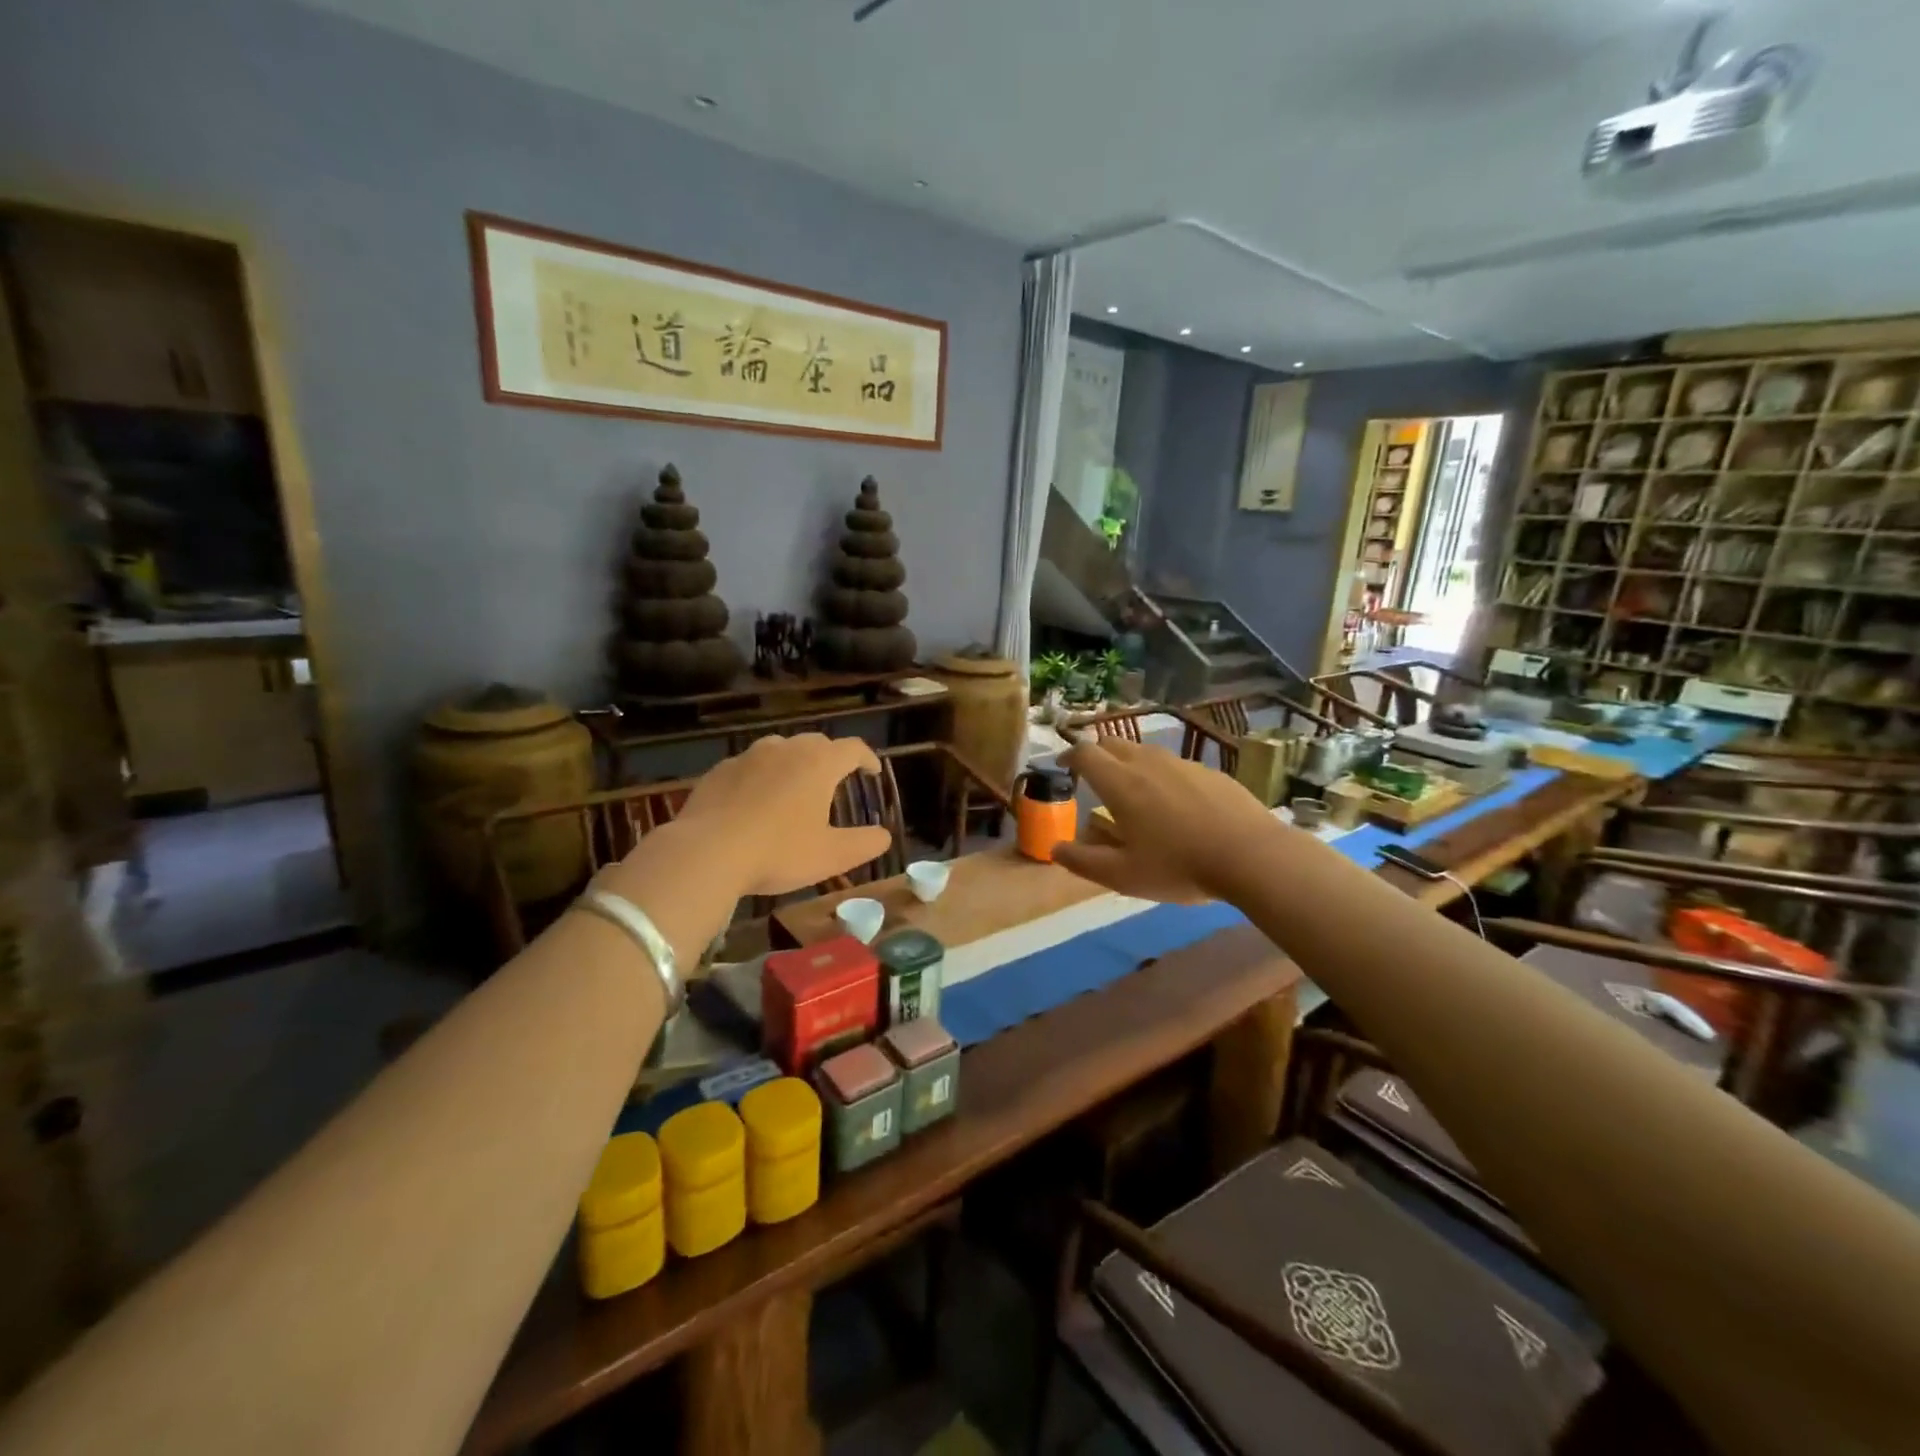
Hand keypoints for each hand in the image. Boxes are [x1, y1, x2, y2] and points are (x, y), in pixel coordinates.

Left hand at [663, 733, 891, 896]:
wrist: (706, 853)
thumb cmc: (778, 852)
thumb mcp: (831, 856)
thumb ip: (864, 843)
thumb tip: (884, 836)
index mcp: (819, 764)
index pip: (853, 748)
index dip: (867, 758)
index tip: (872, 771)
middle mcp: (785, 749)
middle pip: (816, 743)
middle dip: (831, 757)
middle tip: (836, 779)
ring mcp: (748, 756)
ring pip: (780, 749)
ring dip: (794, 762)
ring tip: (795, 786)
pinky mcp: (719, 771)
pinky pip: (749, 766)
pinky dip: (761, 776)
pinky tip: (755, 801)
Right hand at [1052, 738, 1280, 903]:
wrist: (1252, 856)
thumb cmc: (1179, 866)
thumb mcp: (1123, 875)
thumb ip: (1083, 861)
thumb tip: (1055, 848)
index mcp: (1120, 783)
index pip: (1084, 753)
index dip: (1068, 756)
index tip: (1062, 768)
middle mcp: (1147, 763)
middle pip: (1113, 743)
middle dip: (1096, 755)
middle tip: (1093, 778)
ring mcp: (1182, 764)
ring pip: (1145, 752)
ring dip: (1129, 764)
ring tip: (1133, 793)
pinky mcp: (1211, 772)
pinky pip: (1175, 766)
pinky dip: (1161, 776)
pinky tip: (1175, 805)